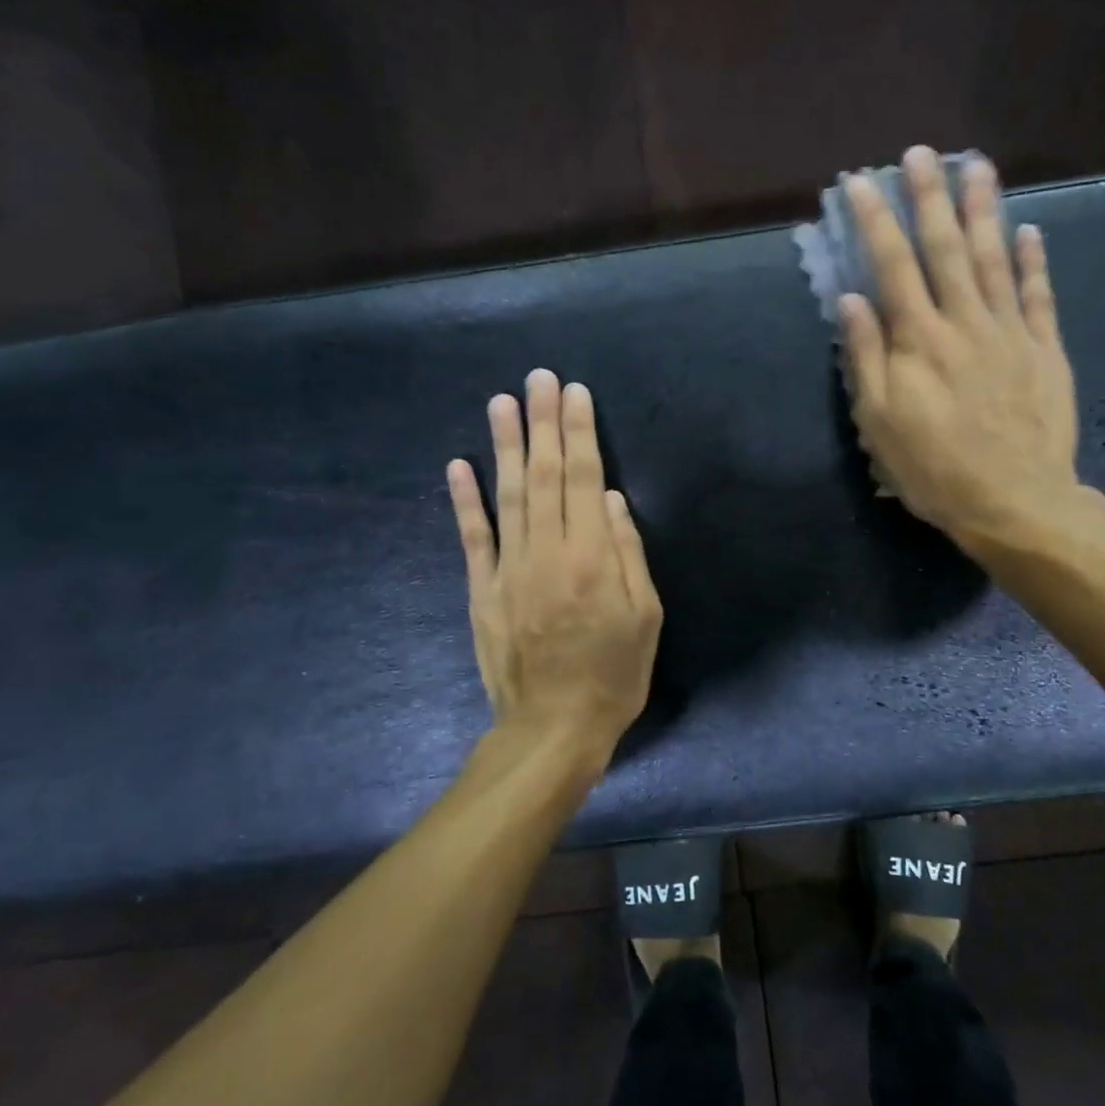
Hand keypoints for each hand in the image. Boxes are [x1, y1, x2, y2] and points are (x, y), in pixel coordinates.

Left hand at [447, 369, 662, 770]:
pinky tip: (458, 465)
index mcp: (592, 558)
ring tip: (502, 402)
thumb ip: (628, 552)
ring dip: (503, 446)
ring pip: (506, 496)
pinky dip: (463, 500)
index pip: (584, 479)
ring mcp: (508, 570)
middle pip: (544, 476)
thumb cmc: (613, 674)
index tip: (574, 393)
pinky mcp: (481, 591)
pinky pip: (472, 538)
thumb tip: (609, 498)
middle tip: (538, 378)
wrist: (553, 728)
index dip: (579, 432)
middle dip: (542, 423)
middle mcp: (547, 553)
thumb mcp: (646, 617)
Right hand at [838, 145, 1102, 557]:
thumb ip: (865, 358)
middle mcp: (965, 322)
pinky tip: (1030, 230)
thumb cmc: (934, 468)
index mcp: (919, 340)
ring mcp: (1010, 332)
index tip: (858, 184)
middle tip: (921, 153)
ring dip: (984, 209)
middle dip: (929, 197)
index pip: (891, 265)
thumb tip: (851, 300)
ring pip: (996, 258)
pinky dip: (1034, 261)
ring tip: (977, 166)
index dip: (874, 221)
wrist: (1014, 501)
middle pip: (946, 248)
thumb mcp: (880, 422)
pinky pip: (1039, 295)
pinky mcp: (1045, 350)